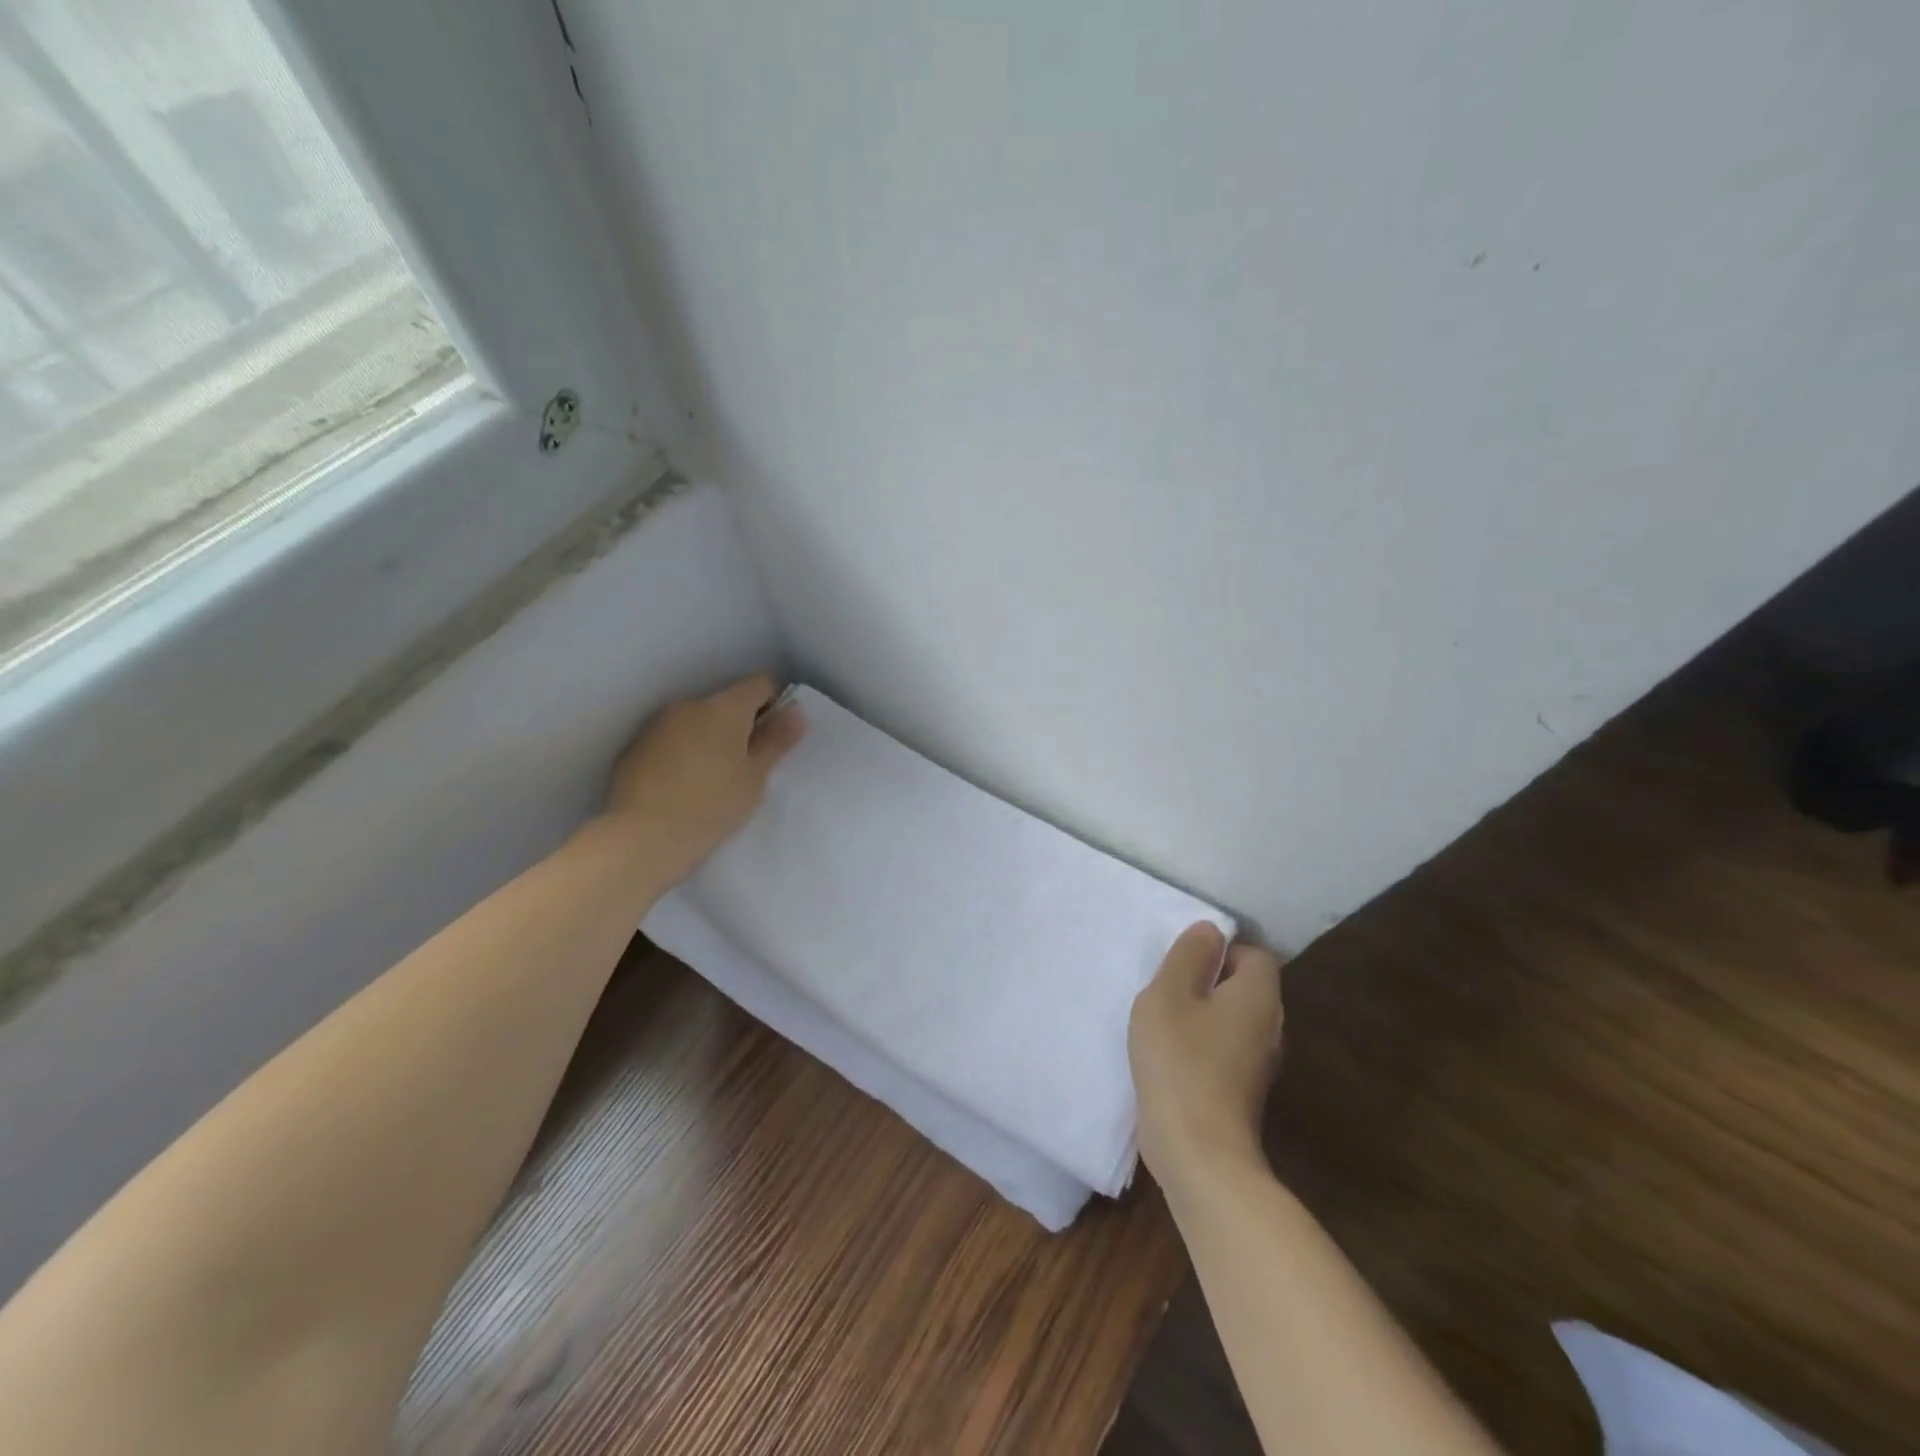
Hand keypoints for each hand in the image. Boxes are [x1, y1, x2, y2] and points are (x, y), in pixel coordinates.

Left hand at [603, 673, 806, 886]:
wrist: (643, 837)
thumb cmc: (712, 805)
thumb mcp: (755, 777)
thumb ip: (777, 740)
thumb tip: (796, 711)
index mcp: (725, 707)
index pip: (760, 683)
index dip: (775, 703)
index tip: (776, 736)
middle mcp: (690, 705)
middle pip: (726, 702)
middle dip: (741, 724)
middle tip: (749, 763)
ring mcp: (659, 724)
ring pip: (697, 720)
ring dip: (712, 737)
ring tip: (715, 777)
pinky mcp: (637, 746)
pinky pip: (673, 738)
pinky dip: (685, 751)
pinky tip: (686, 784)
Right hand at [1129, 922, 1283, 1192]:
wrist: (1198, 1152)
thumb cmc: (1181, 1061)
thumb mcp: (1169, 994)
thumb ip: (1188, 956)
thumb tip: (1210, 931)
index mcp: (1258, 996)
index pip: (1254, 954)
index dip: (1219, 950)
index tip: (1182, 963)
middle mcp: (1269, 1026)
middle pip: (1243, 986)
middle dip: (1206, 981)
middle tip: (1166, 988)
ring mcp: (1258, 1063)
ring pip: (1231, 1019)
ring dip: (1200, 1014)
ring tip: (1162, 1020)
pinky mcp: (1241, 1091)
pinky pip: (1223, 1049)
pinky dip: (1200, 1045)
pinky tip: (1169, 1055)